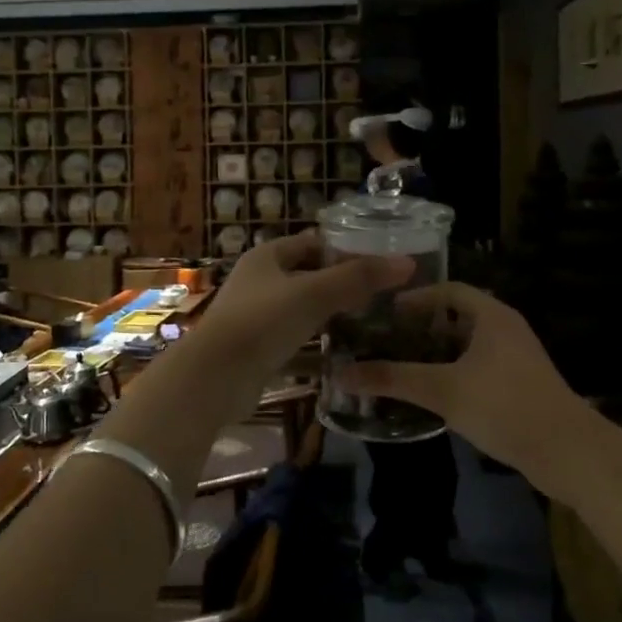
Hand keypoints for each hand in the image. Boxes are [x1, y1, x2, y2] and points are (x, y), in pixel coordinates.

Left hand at [200, 232, 413, 377]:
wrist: (214, 379)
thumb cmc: (262, 322)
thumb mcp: (314, 294)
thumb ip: (359, 278)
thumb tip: (407, 263)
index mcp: (266, 257)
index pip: (311, 243)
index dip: (344, 249)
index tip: (379, 263)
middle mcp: (258, 283)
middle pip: (307, 277)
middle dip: (341, 285)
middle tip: (382, 296)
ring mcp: (256, 319)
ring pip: (301, 312)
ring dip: (330, 318)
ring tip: (371, 325)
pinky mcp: (258, 352)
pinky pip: (295, 344)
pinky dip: (316, 349)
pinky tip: (345, 357)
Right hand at [339, 284, 583, 481]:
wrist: (569, 453)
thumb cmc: (504, 406)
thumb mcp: (443, 390)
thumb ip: (393, 379)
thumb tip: (341, 374)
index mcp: (492, 315)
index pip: (448, 290)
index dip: (416, 297)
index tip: (384, 313)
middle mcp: (505, 329)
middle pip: (456, 317)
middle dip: (420, 328)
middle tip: (385, 340)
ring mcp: (515, 359)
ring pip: (466, 346)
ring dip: (436, 354)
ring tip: (400, 366)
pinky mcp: (519, 386)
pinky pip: (478, 368)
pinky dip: (452, 373)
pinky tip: (431, 394)